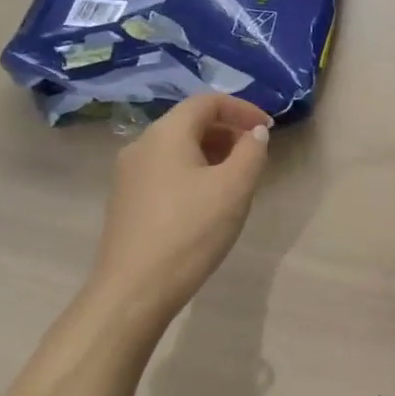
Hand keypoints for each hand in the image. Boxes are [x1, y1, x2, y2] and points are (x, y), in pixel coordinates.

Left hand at [87, 93, 272, 329]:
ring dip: (212, 153)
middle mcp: (142, 145)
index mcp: (166, 133)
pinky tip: (208, 202)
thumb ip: (252, 151)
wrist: (132, 294)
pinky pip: (166, 171)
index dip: (242, 109)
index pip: (208, 102)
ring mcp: (129, 175)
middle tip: (255, 155)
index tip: (268, 129)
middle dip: (228, 131)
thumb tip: (255, 133)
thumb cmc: (189, 231)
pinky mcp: (126, 202)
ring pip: (178, 148)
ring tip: (237, 179)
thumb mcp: (235, 188)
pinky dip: (193, 172)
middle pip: (190, 122)